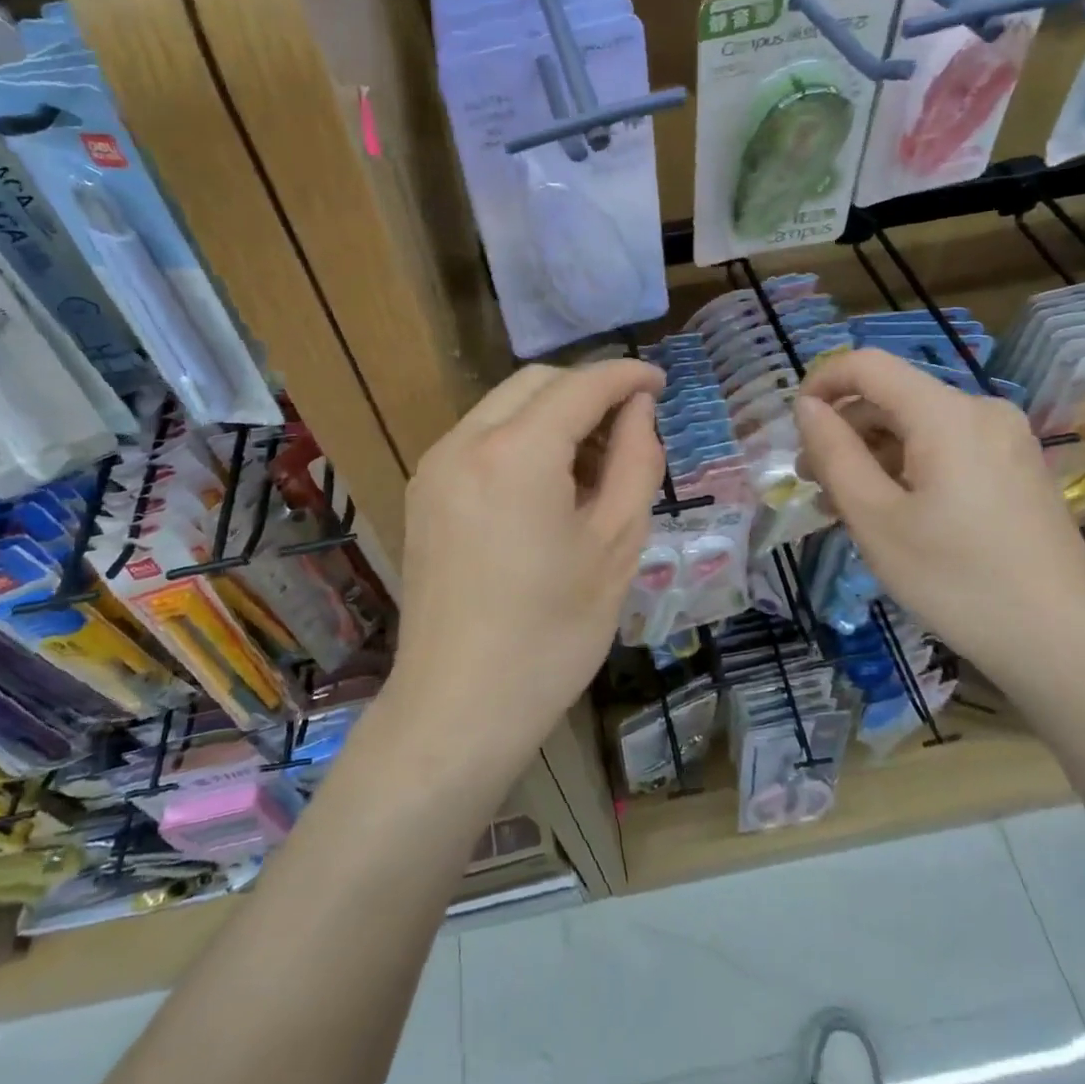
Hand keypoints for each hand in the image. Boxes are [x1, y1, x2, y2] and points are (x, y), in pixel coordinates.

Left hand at [394, 360, 663, 764]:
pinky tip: (548, 486)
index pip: (581, 385)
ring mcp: (435, 466)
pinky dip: (521, 439)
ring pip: (504, 407)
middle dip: (587, 390)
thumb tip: (638, 409)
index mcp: (516, 453)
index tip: (661, 382)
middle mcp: (464, 442)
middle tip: (630, 429)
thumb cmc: (552, 634)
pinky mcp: (424, 493)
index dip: (626, 376)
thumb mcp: (616, 544)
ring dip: (553, 415)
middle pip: (535, 383)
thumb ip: (636, 460)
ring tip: (594, 464)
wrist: (458, 707)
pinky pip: (480, 439)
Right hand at [795, 349, 1084, 689]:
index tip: (794, 429)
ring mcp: (1005, 440)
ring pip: (917, 427)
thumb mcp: (875, 518)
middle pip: (893, 398)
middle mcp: (980, 411)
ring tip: (846, 508)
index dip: (821, 384)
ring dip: (873, 456)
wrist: (1065, 645)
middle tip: (814, 486)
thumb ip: (834, 452)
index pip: (868, 365)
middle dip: (845, 432)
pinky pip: (946, 449)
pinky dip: (908, 469)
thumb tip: (807, 406)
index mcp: (946, 414)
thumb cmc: (957, 580)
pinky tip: (892, 514)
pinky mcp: (1016, 469)